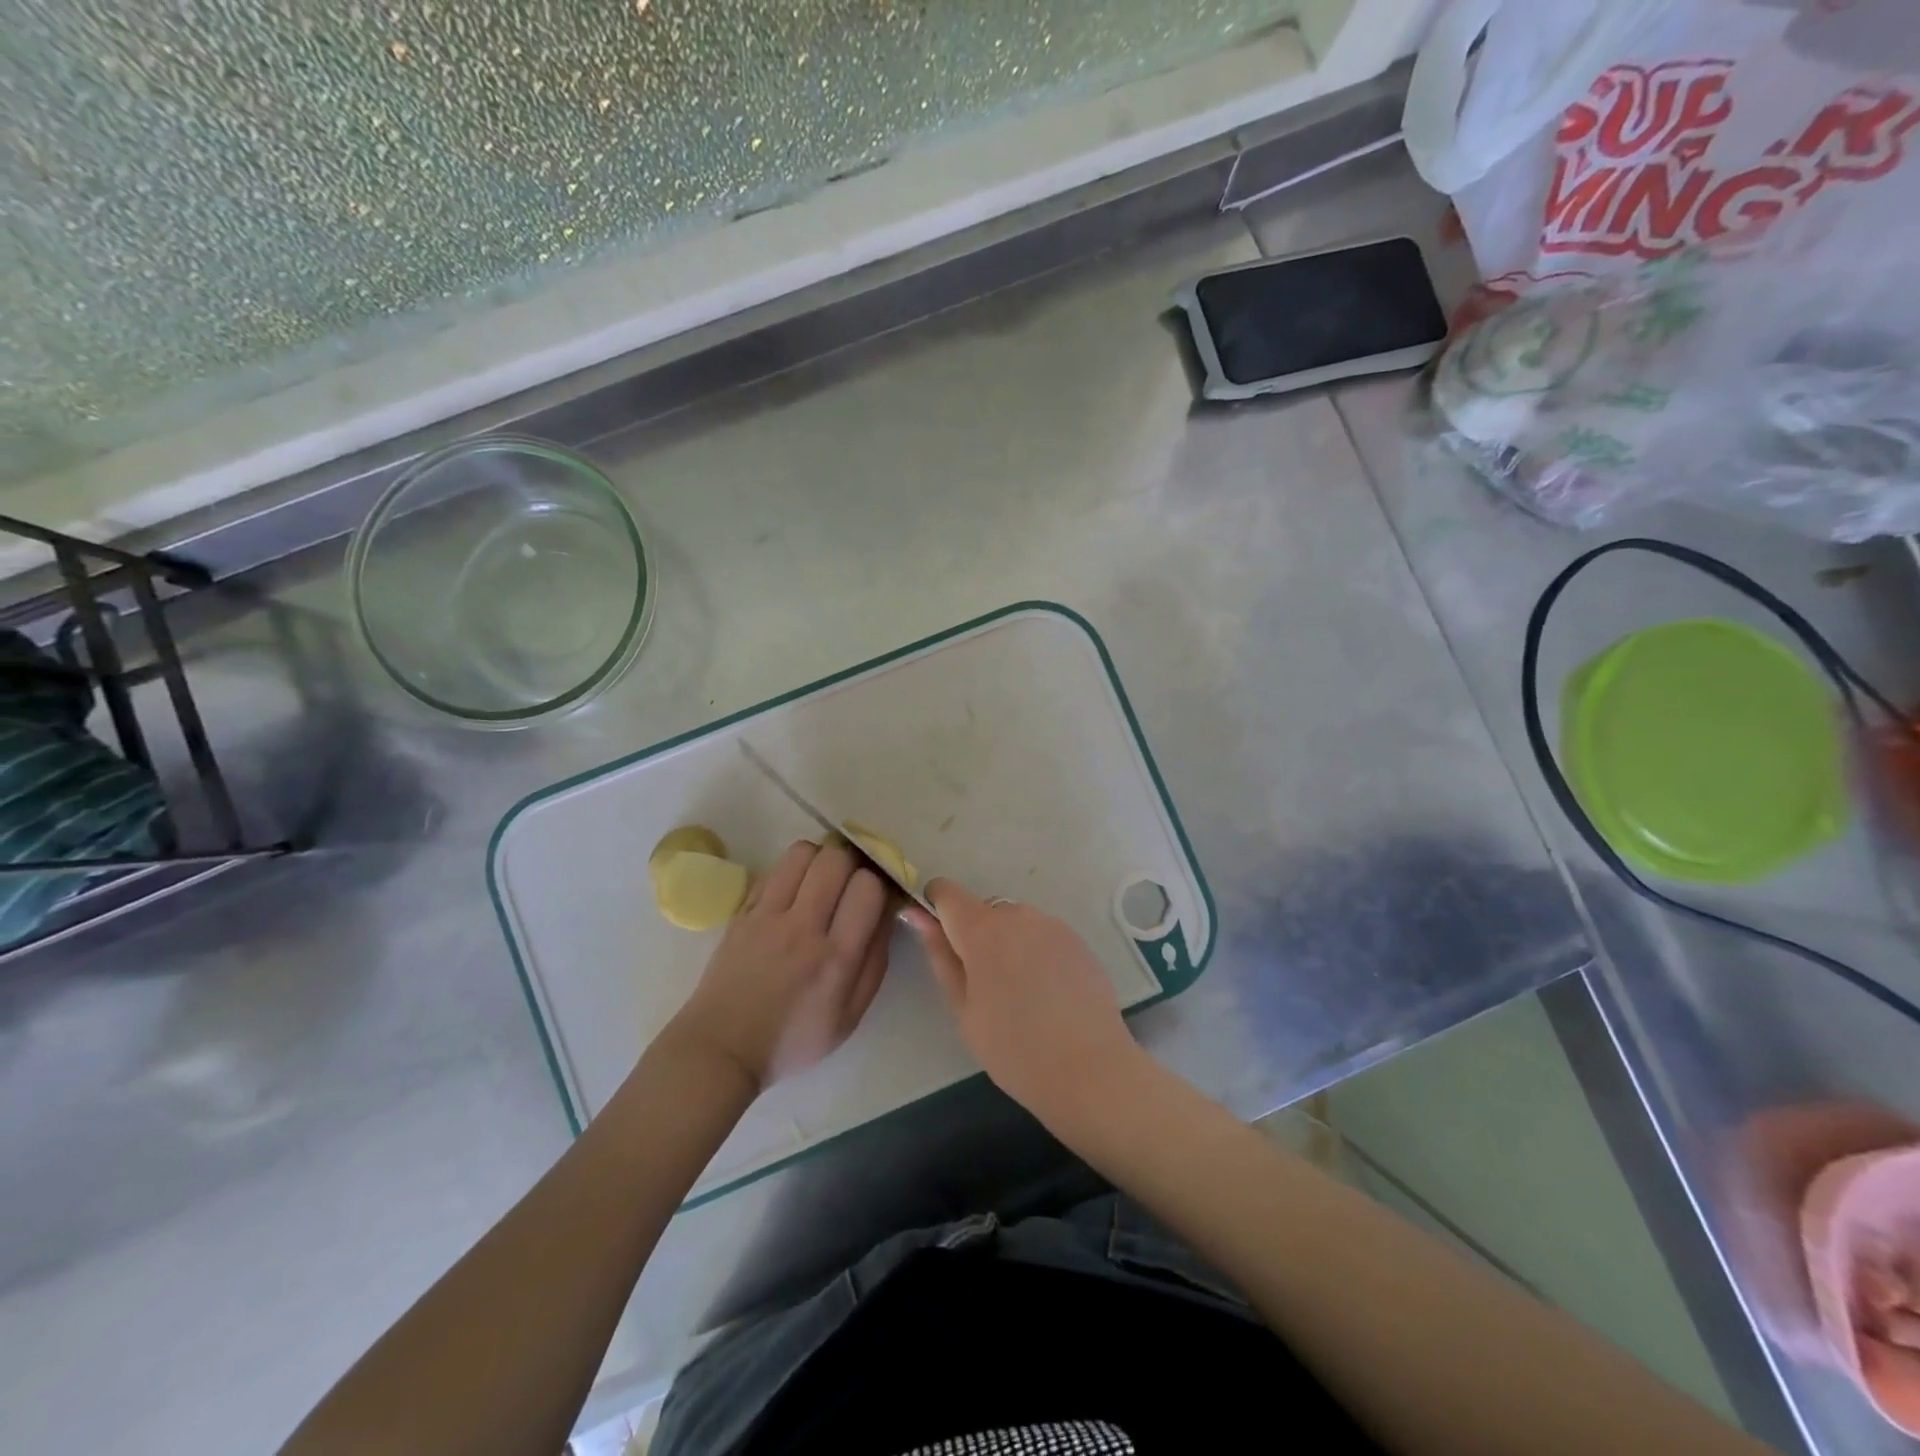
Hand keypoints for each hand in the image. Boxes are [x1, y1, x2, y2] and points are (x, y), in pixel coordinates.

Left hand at [669, 840, 893, 1091]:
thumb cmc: (794, 1039)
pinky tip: (792, 893)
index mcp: (836, 958)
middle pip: (836, 858)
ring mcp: (767, 915)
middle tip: (850, 881)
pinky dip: (791, 871)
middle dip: (852, 862)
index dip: (878, 884)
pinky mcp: (742, 911)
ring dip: (820, 859)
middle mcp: (803, 928)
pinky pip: (774, 869)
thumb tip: (888, 913)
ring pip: (803, 852)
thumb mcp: (851, 1016)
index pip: (867, 887)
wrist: (722, 1048)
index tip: (874, 897)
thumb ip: (876, 961)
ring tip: (821, 880)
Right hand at [905, 880, 1143, 1127]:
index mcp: (981, 929)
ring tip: (1020, 993)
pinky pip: (1043, 935)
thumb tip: (917, 915)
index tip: (939, 936)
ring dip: (1008, 943)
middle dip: (976, 935)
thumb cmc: (1013, 1047)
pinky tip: (1047, 993)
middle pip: (983, 909)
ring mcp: (1052, 925)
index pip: (947, 891)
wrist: (1089, 1068)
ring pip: (1015, 923)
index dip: (936, 906)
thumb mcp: (963, 1008)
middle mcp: (1017, 914)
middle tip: (982, 985)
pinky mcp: (1078, 940)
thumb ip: (940, 955)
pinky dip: (1036, 953)